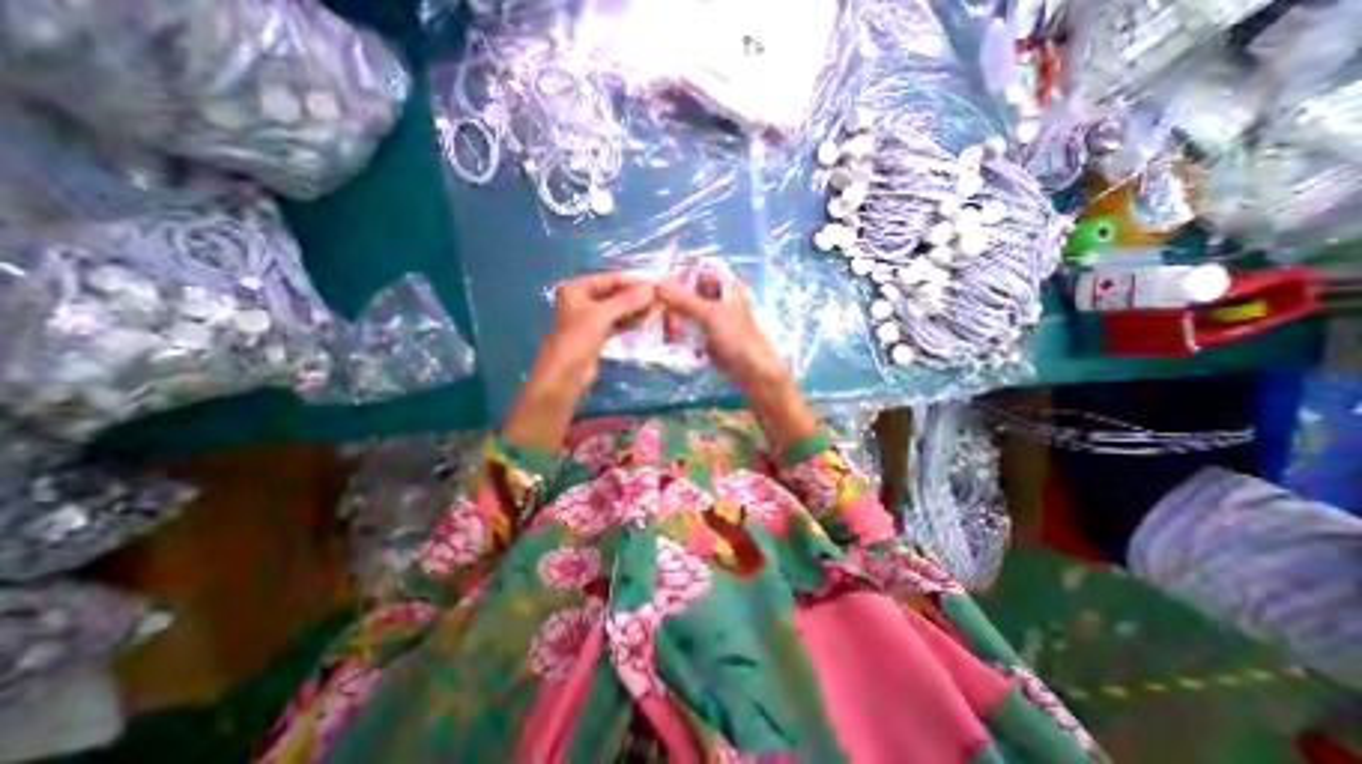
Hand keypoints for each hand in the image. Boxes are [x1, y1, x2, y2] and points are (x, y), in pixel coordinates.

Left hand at [511, 270, 658, 449]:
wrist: (564, 377)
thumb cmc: (577, 341)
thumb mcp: (602, 316)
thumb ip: (627, 301)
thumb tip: (652, 288)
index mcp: (577, 288)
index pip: (610, 278)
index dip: (633, 281)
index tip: (656, 284)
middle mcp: (583, 300)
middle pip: (615, 293)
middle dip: (636, 296)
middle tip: (660, 298)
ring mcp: (590, 318)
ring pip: (618, 308)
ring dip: (636, 309)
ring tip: (658, 309)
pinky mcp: (598, 334)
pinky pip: (618, 322)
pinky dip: (631, 320)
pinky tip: (646, 321)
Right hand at [660, 272, 816, 453]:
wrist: (749, 370)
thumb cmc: (736, 337)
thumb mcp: (710, 315)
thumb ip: (684, 299)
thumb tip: (659, 284)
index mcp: (724, 285)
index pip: (697, 270)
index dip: (680, 276)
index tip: (664, 289)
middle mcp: (715, 297)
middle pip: (686, 291)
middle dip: (674, 304)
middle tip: (670, 319)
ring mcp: (709, 316)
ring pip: (683, 310)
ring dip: (674, 319)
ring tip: (674, 333)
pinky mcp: (703, 332)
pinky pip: (685, 326)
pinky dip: (678, 331)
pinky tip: (674, 339)